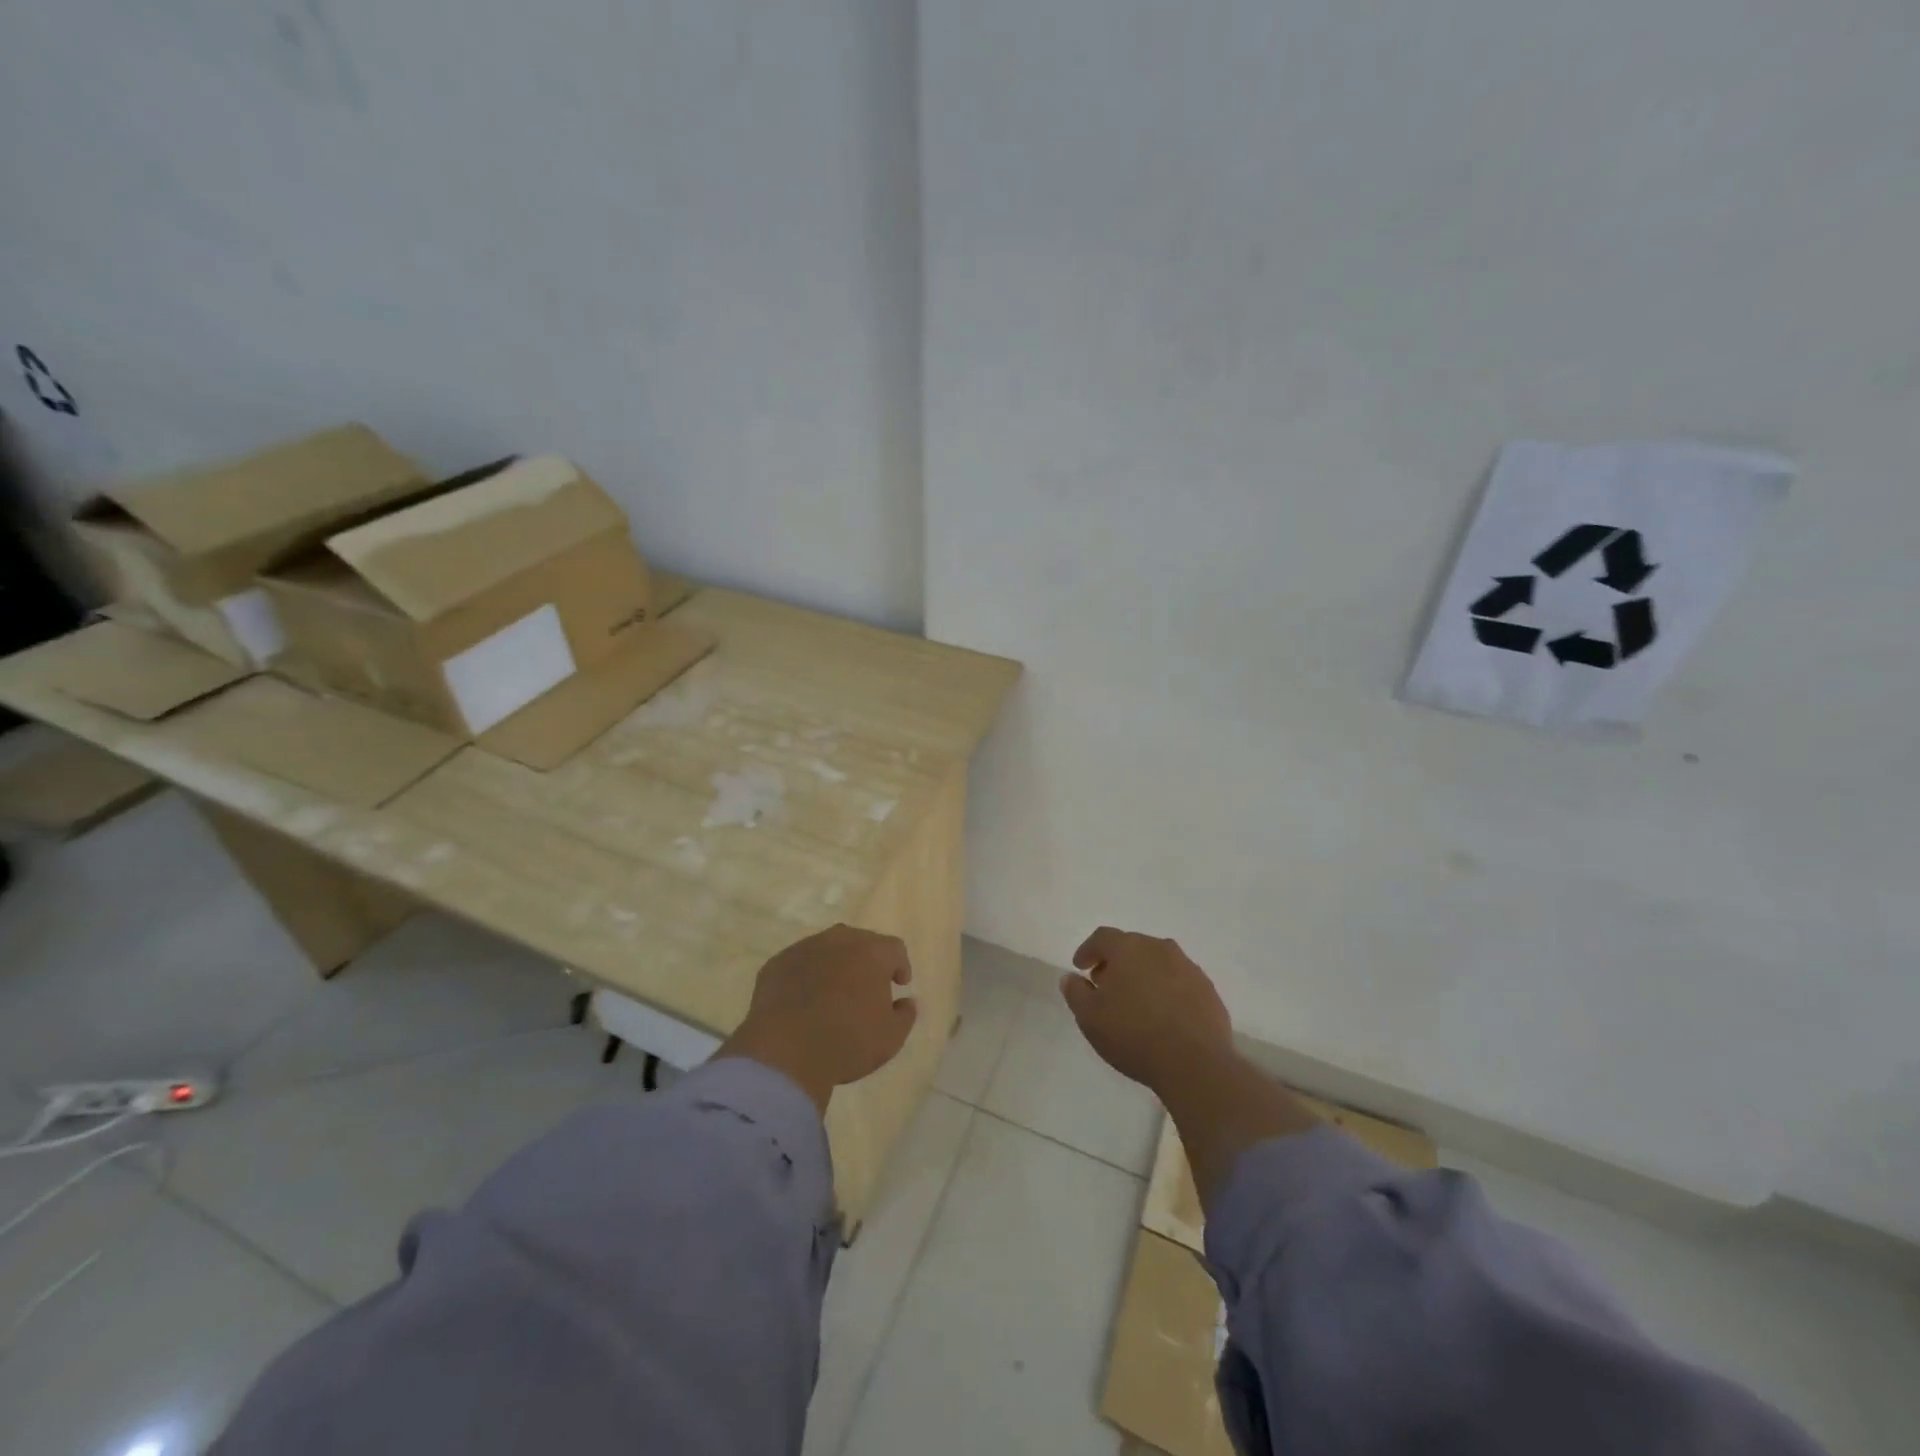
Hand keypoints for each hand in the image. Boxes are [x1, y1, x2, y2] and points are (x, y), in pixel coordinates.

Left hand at [718, 924, 917, 1111]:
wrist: (785, 1051)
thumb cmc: (847, 1041)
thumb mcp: (890, 1038)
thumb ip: (905, 1015)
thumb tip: (907, 1002)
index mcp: (872, 952)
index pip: (894, 948)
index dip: (900, 965)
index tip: (899, 984)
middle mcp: (839, 940)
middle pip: (860, 942)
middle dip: (866, 962)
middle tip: (866, 988)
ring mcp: (804, 948)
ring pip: (827, 950)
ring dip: (834, 966)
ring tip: (832, 994)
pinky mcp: (776, 964)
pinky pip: (799, 964)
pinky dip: (805, 976)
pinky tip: (803, 1002)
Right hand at [1060, 927, 1233, 1093]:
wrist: (1194, 1063)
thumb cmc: (1133, 1034)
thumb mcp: (1090, 1017)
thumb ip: (1076, 992)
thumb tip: (1071, 978)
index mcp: (1129, 948)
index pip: (1102, 937)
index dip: (1088, 950)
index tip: (1080, 967)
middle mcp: (1160, 949)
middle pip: (1132, 946)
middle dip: (1116, 962)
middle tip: (1105, 985)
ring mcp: (1188, 968)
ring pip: (1158, 963)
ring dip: (1144, 975)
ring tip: (1135, 1001)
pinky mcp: (1208, 991)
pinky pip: (1180, 983)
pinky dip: (1167, 991)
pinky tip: (1163, 1016)